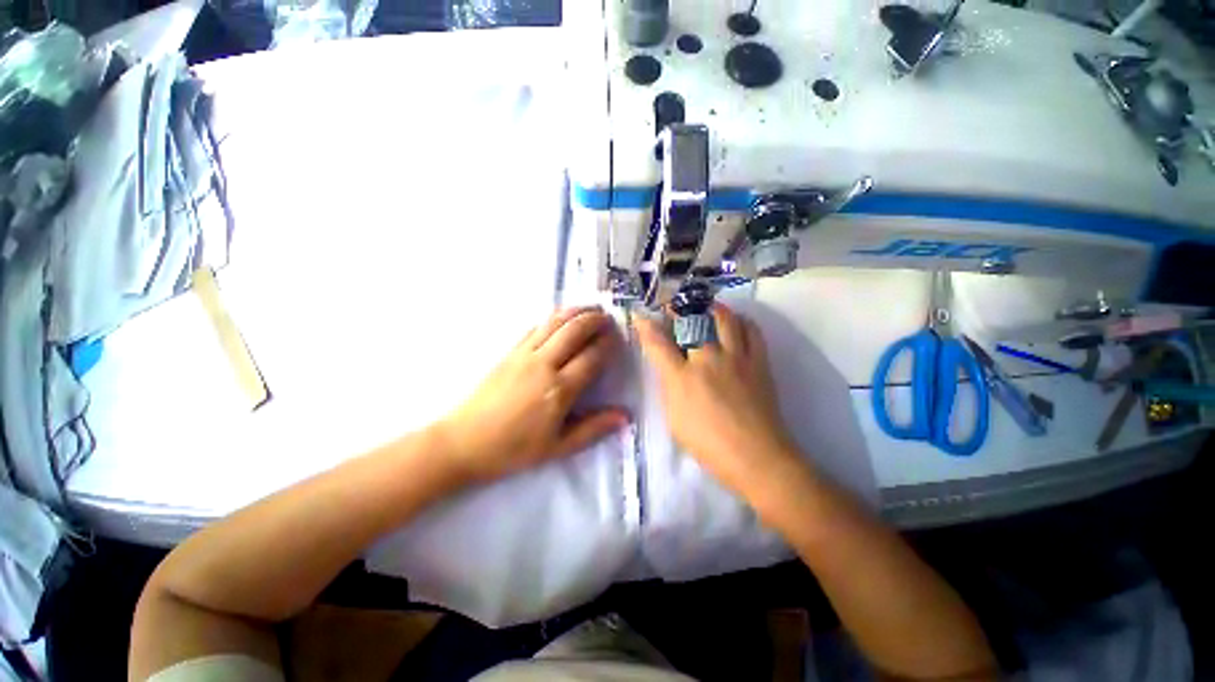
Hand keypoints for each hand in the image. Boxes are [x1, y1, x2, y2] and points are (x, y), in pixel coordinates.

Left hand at [437, 307, 628, 484]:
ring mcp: (524, 354)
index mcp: (559, 390)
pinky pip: (535, 327)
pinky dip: (553, 318)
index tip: (618, 337)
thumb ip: (593, 429)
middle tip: (608, 317)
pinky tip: (561, 318)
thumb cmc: (514, 449)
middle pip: (574, 331)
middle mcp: (544, 365)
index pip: (591, 357)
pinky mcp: (510, 352)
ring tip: (591, 308)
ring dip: (576, 312)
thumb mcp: (558, 447)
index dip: (608, 344)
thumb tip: (625, 416)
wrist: (464, 442)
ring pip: (555, 323)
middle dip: (595, 320)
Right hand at [635, 304, 803, 498]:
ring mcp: (736, 359)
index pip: (658, 343)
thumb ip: (669, 387)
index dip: (645, 326)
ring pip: (725, 318)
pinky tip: (736, 323)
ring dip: (712, 308)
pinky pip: (752, 331)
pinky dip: (742, 321)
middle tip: (674, 306)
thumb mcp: (674, 419)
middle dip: (679, 308)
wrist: (757, 457)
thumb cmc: (708, 444)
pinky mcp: (759, 363)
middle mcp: (708, 360)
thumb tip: (667, 366)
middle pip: (692, 321)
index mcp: (682, 378)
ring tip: (706, 308)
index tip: (639, 315)